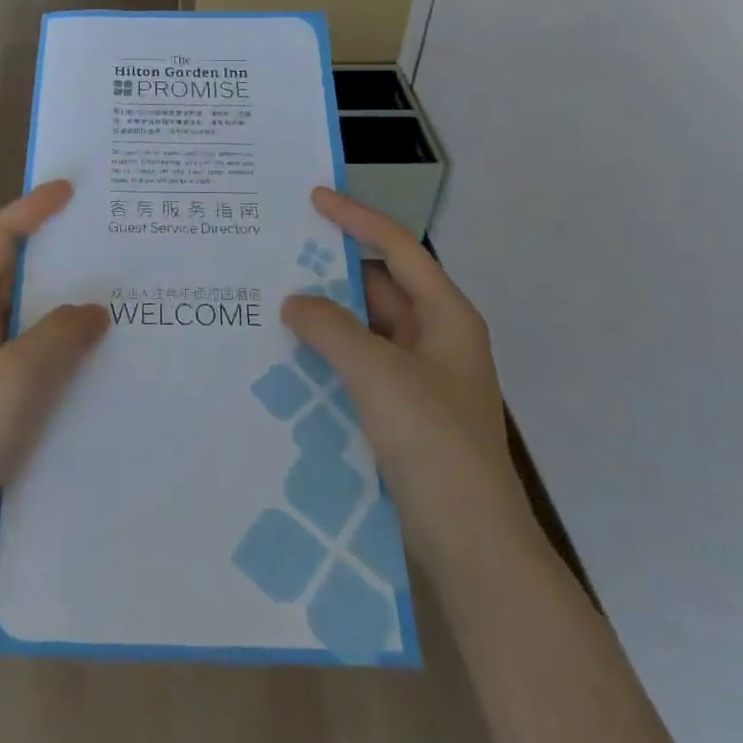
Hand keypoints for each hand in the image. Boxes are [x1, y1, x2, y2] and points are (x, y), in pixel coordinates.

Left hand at [0, 180, 108, 573]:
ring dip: (65, 305)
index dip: (32, 209)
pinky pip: (31, 356)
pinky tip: (97, 362)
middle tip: (109, 245)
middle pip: (14, 272)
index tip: (71, 191)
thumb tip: (94, 310)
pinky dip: (62, 347)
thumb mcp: (19, 376)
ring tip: (117, 299)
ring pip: (27, 317)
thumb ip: (61, 333)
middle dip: (57, 254)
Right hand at [281, 188, 528, 571]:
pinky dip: (328, 354)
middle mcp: (434, 339)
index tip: (314, 198)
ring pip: (364, 329)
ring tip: (271, 301)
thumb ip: (332, 328)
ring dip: (325, 317)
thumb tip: (294, 301)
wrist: (471, 544)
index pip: (398, 249)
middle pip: (378, 288)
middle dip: (330, 272)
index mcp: (446, 317)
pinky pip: (358, 365)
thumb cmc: (434, 443)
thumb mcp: (379, 374)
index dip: (357, 219)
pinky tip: (288, 356)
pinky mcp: (401, 412)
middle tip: (277, 255)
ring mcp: (418, 378)